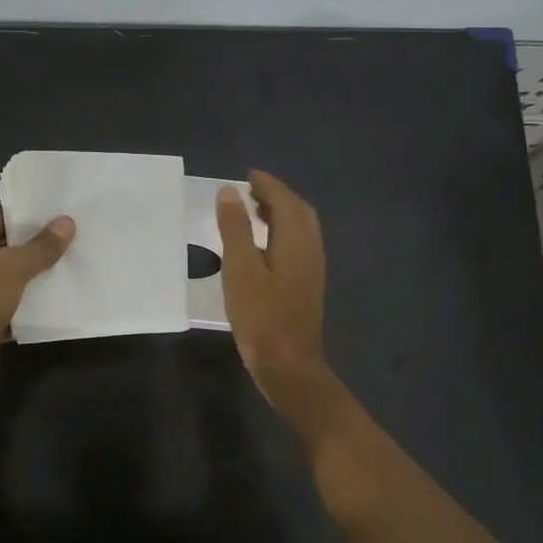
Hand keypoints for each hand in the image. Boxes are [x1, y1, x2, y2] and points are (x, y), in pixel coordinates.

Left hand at [0, 209, 73, 402]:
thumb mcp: (12, 268)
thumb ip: (40, 247)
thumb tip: (67, 222)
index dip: (27, 216)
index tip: (58, 217)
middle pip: (8, 249)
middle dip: (37, 247)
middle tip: (74, 242)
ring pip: (12, 281)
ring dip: (36, 280)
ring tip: (72, 271)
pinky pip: (12, 310)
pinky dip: (30, 310)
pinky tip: (56, 307)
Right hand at [216, 171, 341, 431]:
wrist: (290, 367)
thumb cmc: (262, 317)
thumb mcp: (241, 269)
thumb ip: (236, 228)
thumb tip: (230, 191)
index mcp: (297, 241)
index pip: (285, 200)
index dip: (268, 184)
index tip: (248, 175)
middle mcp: (311, 250)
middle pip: (299, 212)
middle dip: (277, 196)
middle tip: (250, 191)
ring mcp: (312, 271)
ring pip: (301, 230)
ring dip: (280, 215)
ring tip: (253, 213)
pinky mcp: (307, 287)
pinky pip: (298, 246)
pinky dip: (282, 234)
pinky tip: (263, 248)